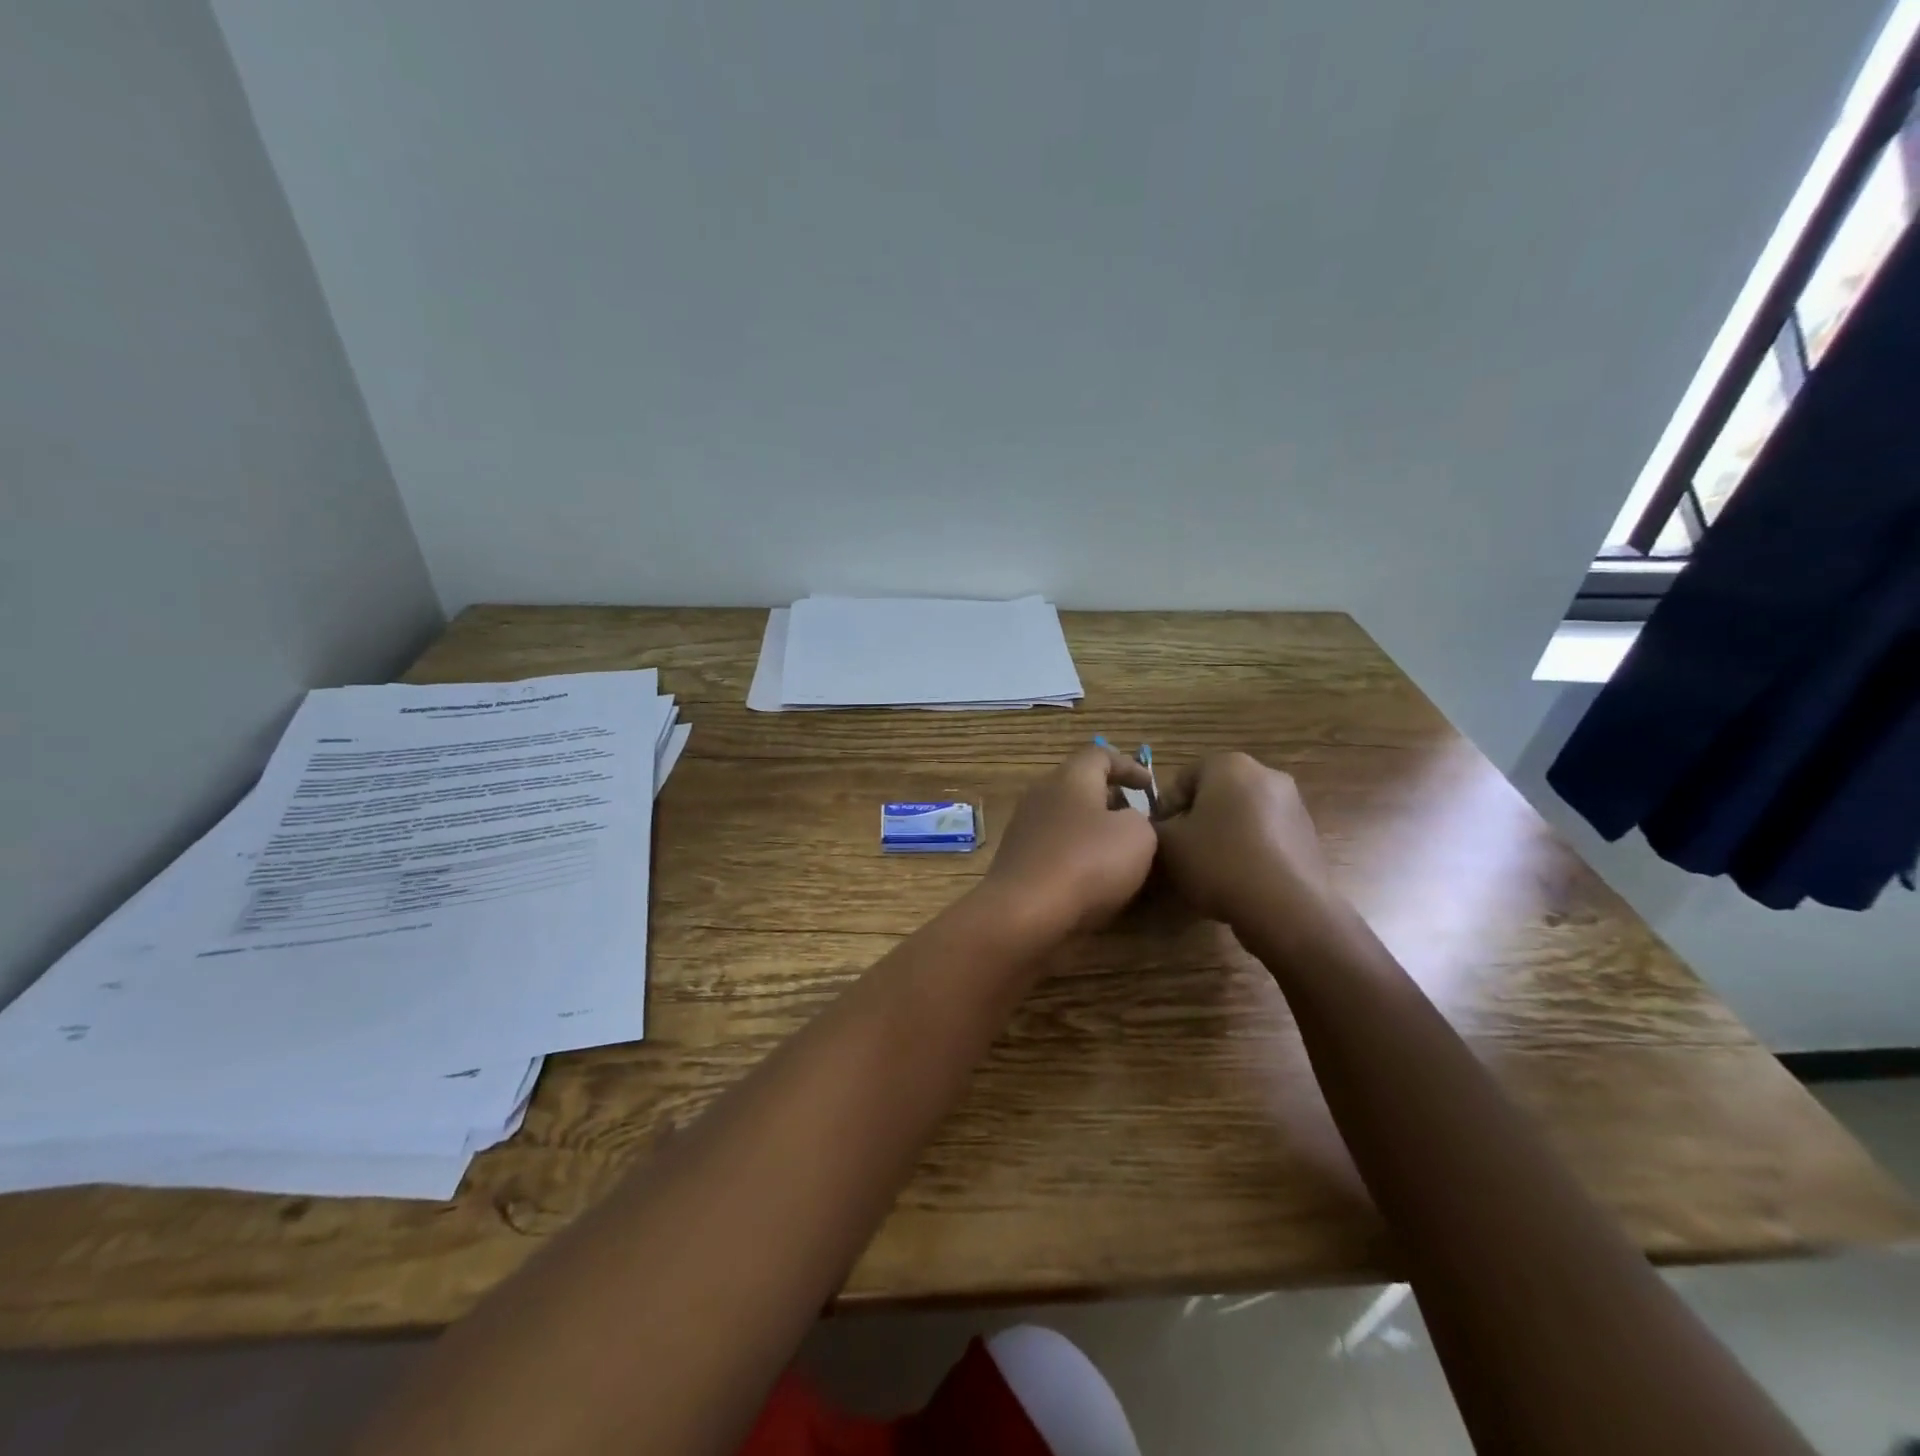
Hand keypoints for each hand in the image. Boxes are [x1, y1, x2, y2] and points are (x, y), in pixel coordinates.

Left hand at [981, 746, 1158, 935]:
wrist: (1024, 912)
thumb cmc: (1087, 863)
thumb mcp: (1138, 835)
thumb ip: (1140, 819)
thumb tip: (1125, 822)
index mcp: (1070, 777)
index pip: (1099, 754)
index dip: (1128, 766)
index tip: (1150, 787)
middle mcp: (1042, 794)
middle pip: (1079, 786)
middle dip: (1110, 800)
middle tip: (1137, 820)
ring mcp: (1024, 827)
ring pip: (1066, 818)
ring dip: (1093, 830)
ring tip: (1119, 853)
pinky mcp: (1017, 859)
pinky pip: (1054, 847)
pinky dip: (1076, 855)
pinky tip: (1093, 879)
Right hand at [1153, 752, 1337, 930]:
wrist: (1287, 908)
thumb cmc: (1218, 862)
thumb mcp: (1167, 845)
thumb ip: (1152, 828)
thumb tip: (1158, 827)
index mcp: (1229, 765)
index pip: (1184, 778)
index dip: (1166, 808)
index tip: (1161, 838)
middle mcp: (1266, 774)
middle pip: (1216, 794)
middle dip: (1197, 820)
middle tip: (1183, 853)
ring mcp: (1293, 805)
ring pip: (1243, 815)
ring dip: (1224, 835)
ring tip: (1211, 871)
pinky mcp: (1309, 835)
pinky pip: (1266, 836)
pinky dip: (1250, 850)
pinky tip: (1241, 881)